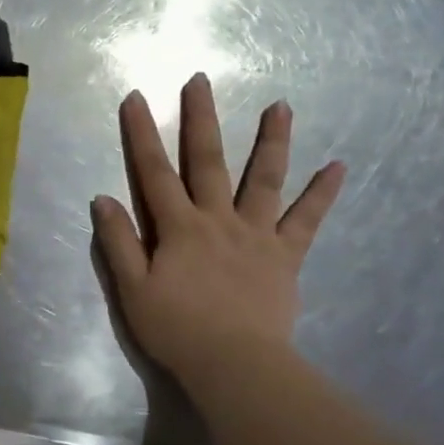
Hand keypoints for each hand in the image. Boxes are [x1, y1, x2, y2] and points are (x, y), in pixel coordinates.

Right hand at [92, 74, 343, 387]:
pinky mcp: (285, 256)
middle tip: (200, 79)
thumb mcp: (132, 289)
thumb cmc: (176, 329)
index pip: (154, 172)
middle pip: (208, 161)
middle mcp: (218, 219)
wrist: (235, 365)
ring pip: (264, 179)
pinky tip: (339, 167)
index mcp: (179, 228)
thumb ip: (118, 242)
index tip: (137, 97)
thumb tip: (104, 198)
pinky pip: (307, 221)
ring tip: (281, 105)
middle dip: (202, 118)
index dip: (143, 133)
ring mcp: (256, 234)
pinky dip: (322, 194)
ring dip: (272, 140)